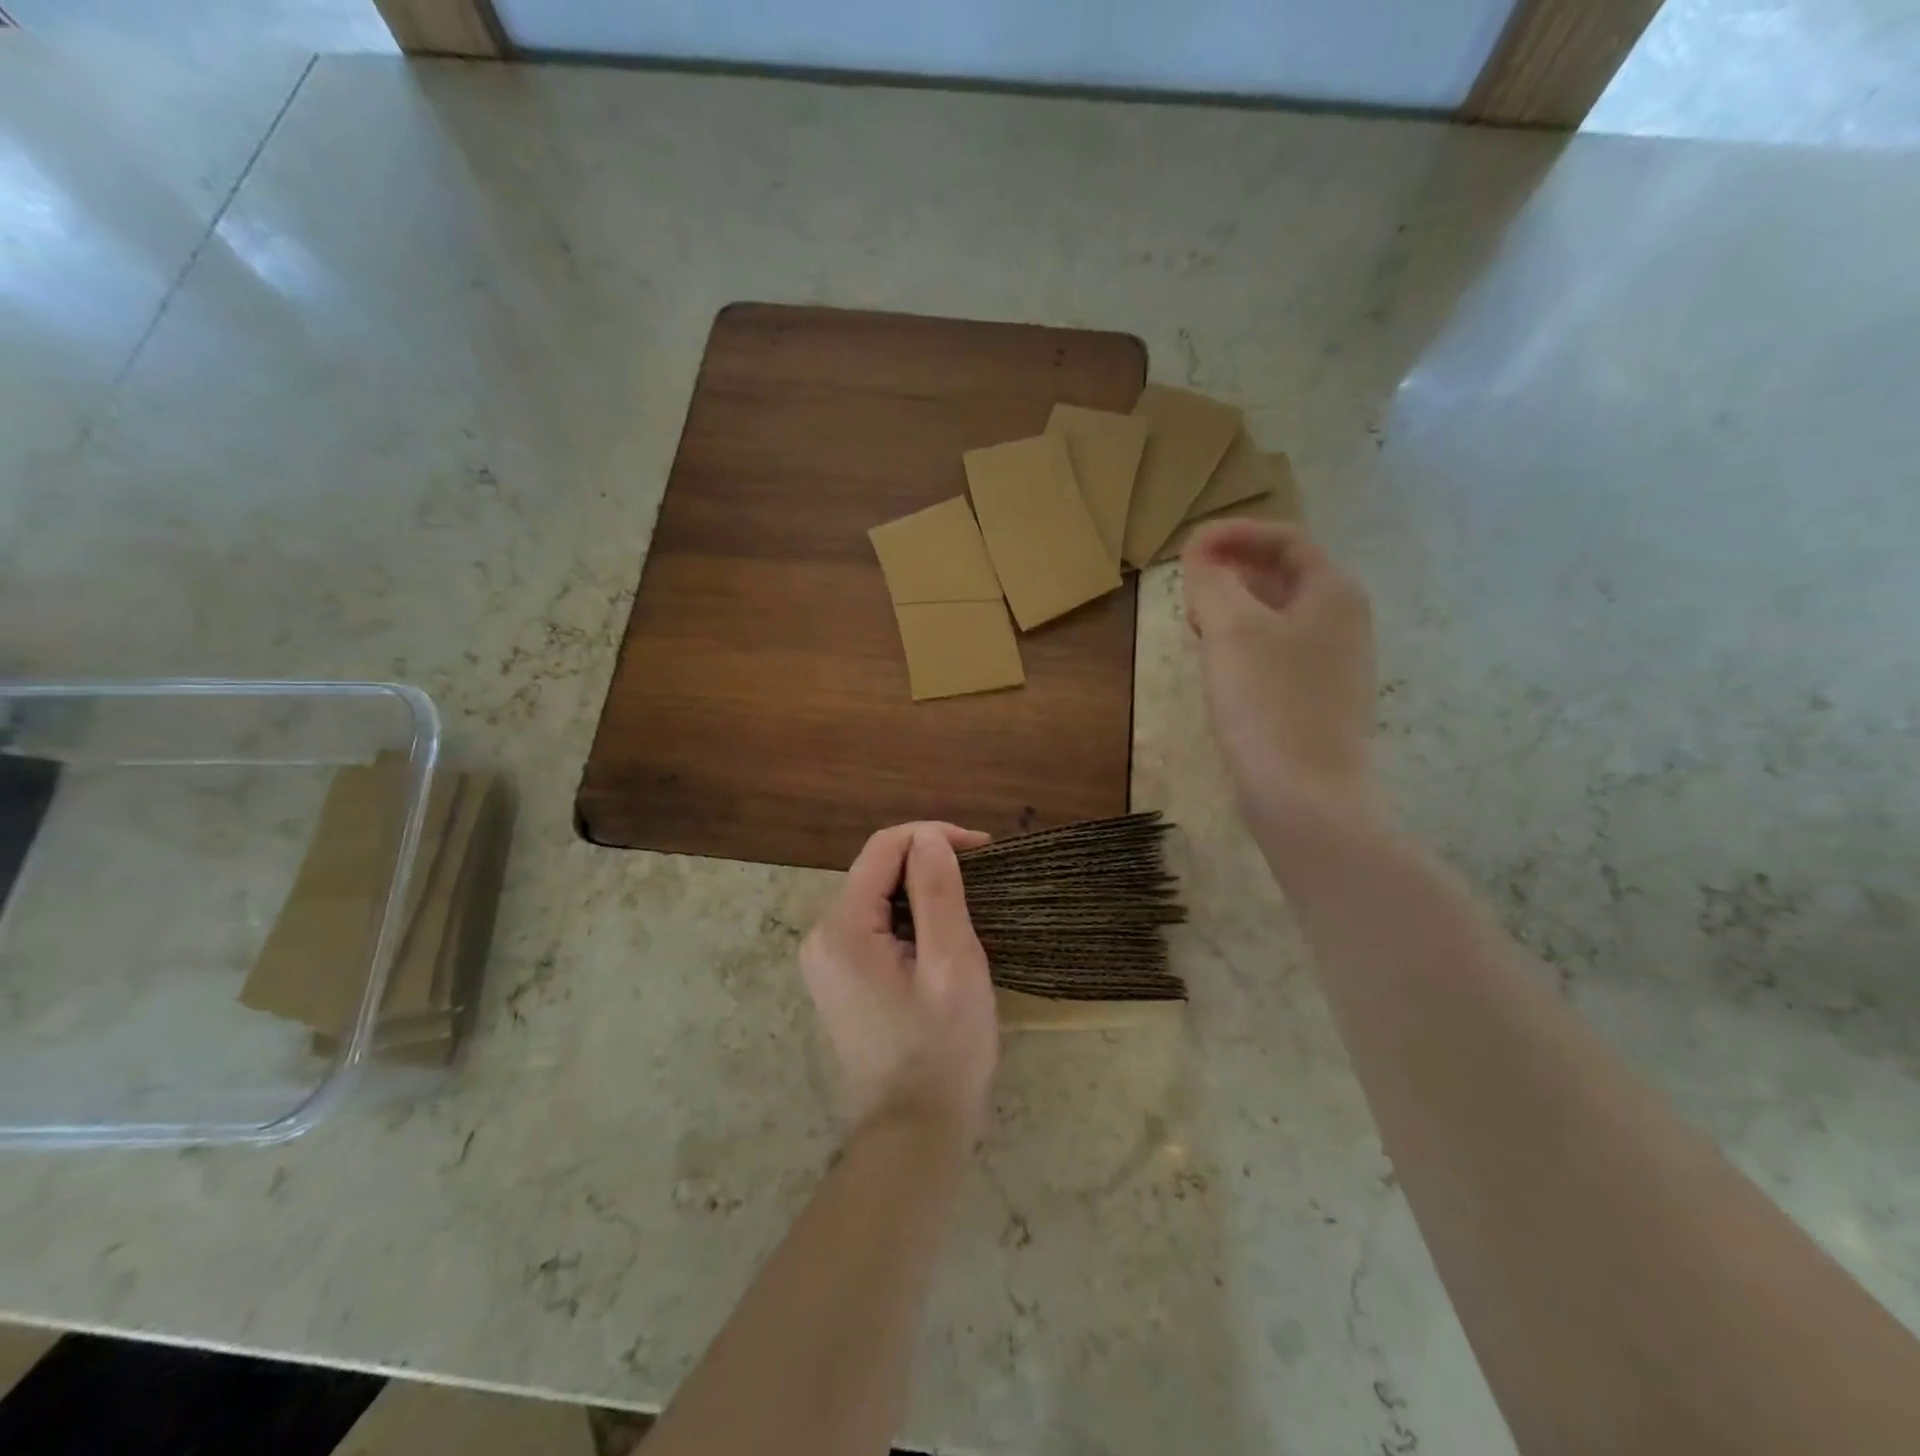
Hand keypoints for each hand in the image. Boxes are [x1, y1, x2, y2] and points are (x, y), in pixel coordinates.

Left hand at [800, 822, 997, 1147]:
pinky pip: (873, 927)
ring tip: (968, 906)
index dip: (933, 836)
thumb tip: (928, 839)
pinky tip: (939, 938)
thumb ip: (938, 893)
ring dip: (921, 891)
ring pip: (876, 898)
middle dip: (928, 863)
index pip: (884, 848)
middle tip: (981, 881)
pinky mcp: (839, 981)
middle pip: (876, 871)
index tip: (983, 850)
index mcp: (842, 928)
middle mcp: (821, 937)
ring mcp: (825, 962)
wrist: (913, 1136)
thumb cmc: (942, 1050)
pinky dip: (908, 919)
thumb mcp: (952, 965)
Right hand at [1181, 520, 1382, 841]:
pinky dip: (1243, 644)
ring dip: (1233, 609)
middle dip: (1230, 572)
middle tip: (1186, 590)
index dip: (1233, 535)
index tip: (1187, 549)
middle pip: (1282, 575)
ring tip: (1194, 624)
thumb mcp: (1231, 630)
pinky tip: (1217, 666)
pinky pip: (1276, 652)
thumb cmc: (1269, 704)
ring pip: (1276, 616)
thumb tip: (1201, 558)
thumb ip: (1212, 582)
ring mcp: (1333, 664)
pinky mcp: (1316, 699)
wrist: (1305, 797)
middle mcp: (1343, 621)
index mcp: (1333, 593)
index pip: (1284, 540)